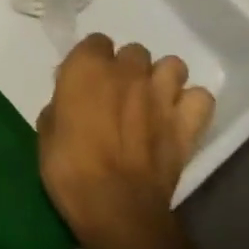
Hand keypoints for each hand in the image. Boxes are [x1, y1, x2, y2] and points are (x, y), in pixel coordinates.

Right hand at [36, 35, 214, 248]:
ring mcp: (162, 95)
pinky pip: (201, 98)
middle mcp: (127, 71)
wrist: (115, 207)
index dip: (90, 61)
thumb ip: (61, 103)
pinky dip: (191, 105)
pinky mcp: (187, 123)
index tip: (85, 83)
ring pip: (172, 65)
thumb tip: (72, 100)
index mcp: (87, 67)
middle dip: (127, 69)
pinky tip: (178, 119)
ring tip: (151, 102)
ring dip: (162, 79)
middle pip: (134, 52)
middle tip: (117, 96)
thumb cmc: (69, 168)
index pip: (94, 42)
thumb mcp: (47, 131)